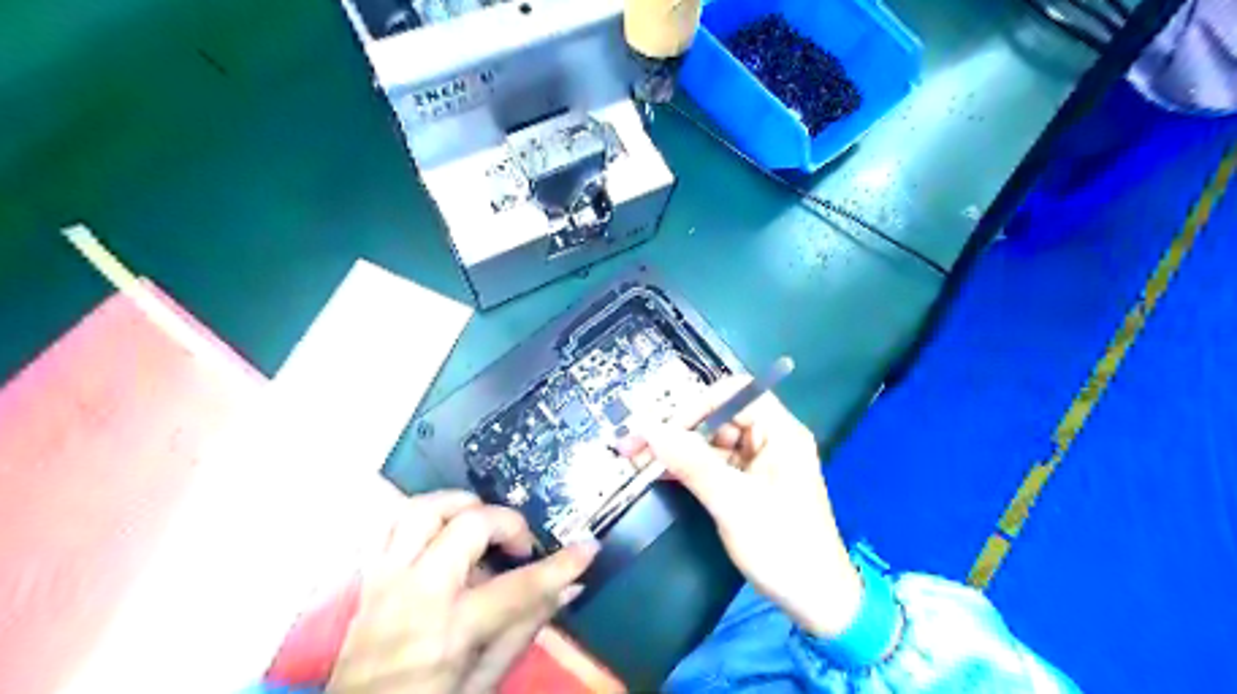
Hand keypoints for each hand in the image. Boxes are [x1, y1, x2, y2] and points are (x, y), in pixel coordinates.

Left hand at [329, 491, 598, 692]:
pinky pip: (392, 523)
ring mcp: (386, 579)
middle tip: (520, 546)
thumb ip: (525, 628)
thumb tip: (569, 587)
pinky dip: (424, 517)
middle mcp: (415, 594)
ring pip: (423, 509)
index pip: (518, 587)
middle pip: (467, 525)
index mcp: (449, 632)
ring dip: (461, 506)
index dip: (561, 565)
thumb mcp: (484, 682)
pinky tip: (444, 531)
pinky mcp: (369, 575)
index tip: (588, 546)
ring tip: (482, 524)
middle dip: (507, 522)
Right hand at [625, 380, 861, 639]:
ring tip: (638, 458)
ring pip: (712, 441)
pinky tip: (659, 472)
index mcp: (781, 433)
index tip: (665, 428)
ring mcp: (759, 462)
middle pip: (720, 416)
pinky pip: (713, 464)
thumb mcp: (733, 502)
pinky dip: (688, 467)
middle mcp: (770, 439)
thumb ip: (691, 462)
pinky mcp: (748, 483)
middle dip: (679, 428)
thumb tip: (649, 429)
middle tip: (637, 445)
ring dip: (678, 448)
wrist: (815, 600)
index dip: (698, 404)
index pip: (736, 394)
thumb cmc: (782, 546)